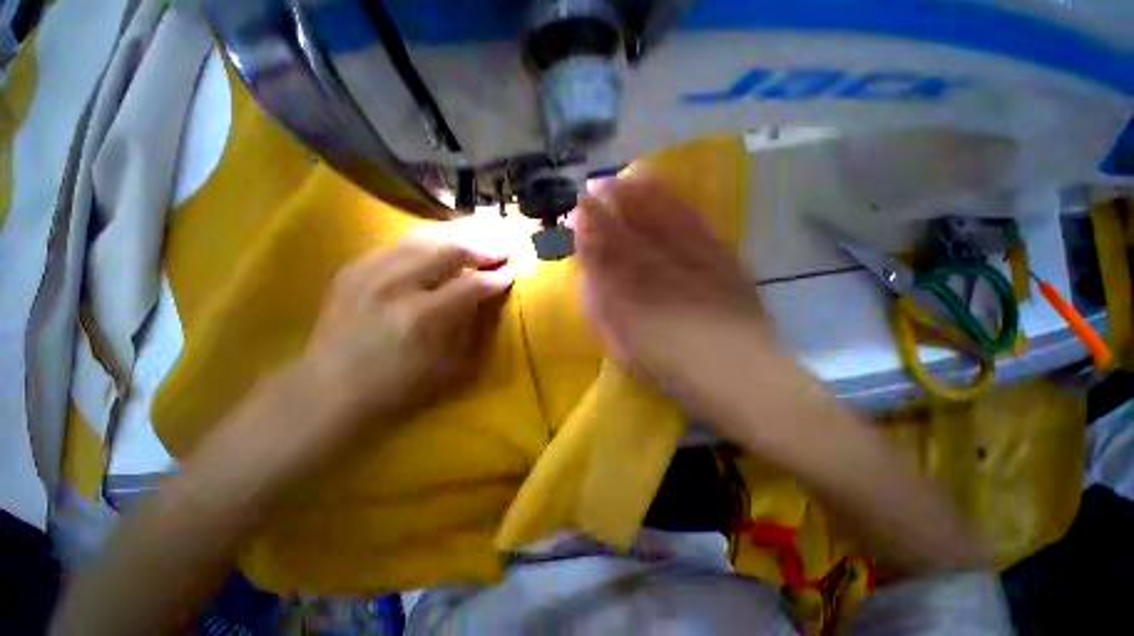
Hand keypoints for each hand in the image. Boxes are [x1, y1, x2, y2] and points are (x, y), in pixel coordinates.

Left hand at [303, 229, 514, 420]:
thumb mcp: (445, 362)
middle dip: (482, 247)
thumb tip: (483, 292)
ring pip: (424, 237)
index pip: (471, 284)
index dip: (496, 277)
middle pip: (449, 249)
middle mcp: (395, 284)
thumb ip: (467, 321)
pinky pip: (400, 243)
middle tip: (501, 247)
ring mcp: (369, 271)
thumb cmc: (396, 384)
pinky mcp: (354, 267)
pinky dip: (428, 241)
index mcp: (422, 316)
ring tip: (478, 236)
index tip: (512, 271)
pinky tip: (441, 245)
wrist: (328, 389)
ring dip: (457, 236)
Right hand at [574, 178, 772, 423]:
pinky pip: (692, 217)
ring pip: (661, 210)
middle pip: (629, 217)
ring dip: (639, 191)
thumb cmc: (668, 366)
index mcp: (629, 283)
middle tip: (595, 187)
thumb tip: (589, 273)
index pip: (601, 241)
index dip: (586, 222)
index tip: (576, 210)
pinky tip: (663, 193)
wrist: (736, 372)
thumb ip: (601, 305)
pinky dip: (673, 201)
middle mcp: (658, 259)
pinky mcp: (721, 252)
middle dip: (610, 197)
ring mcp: (693, 251)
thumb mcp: (620, 343)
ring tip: (624, 180)